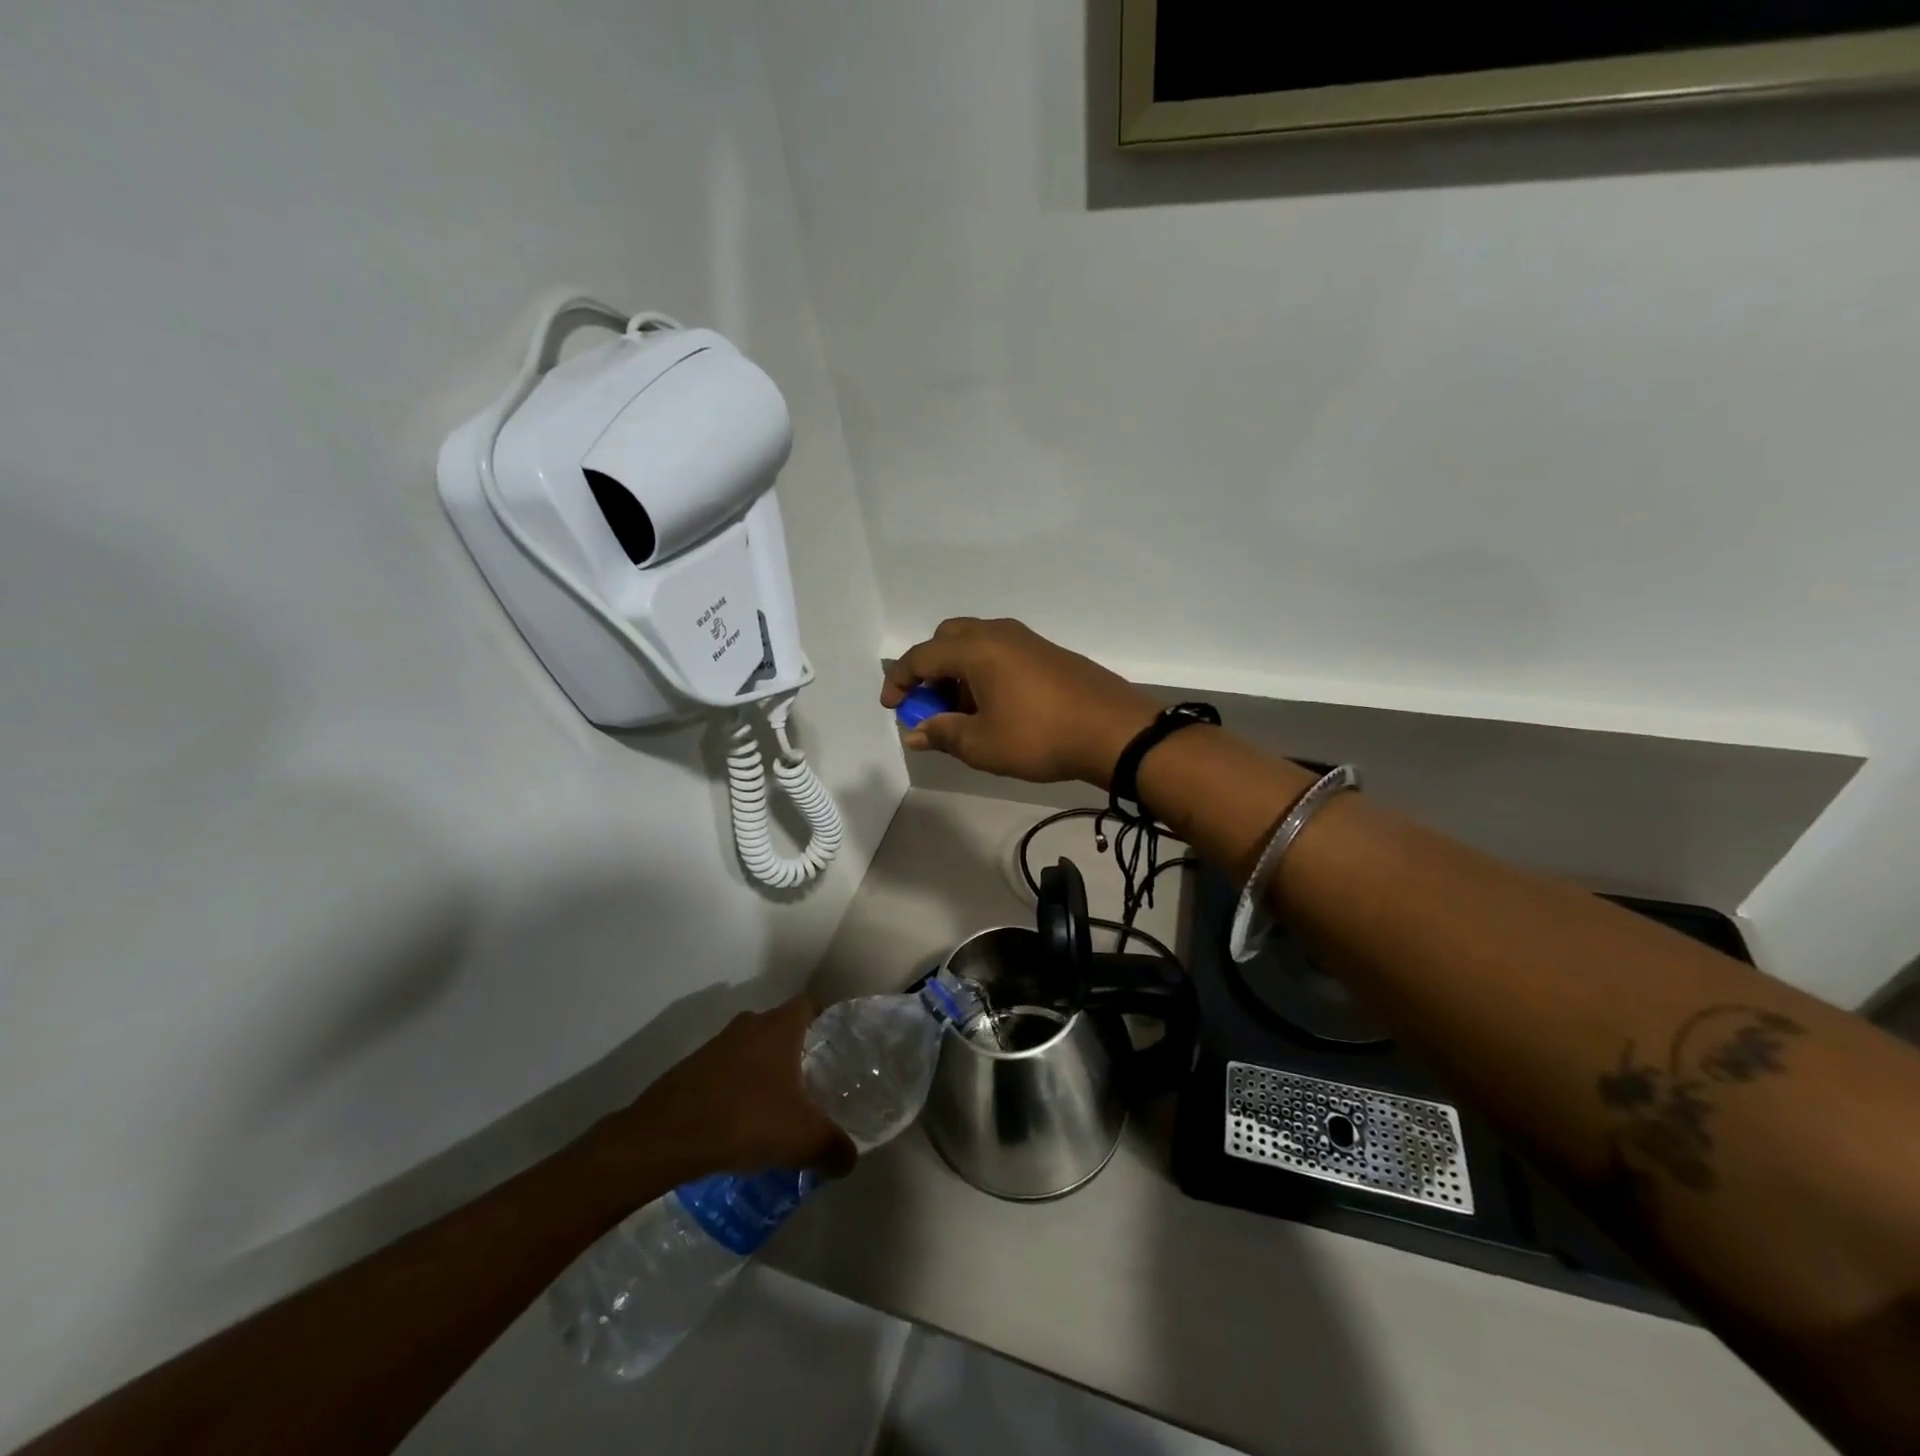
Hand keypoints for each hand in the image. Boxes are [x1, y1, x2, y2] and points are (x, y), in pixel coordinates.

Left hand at [613, 997, 856, 1181]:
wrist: (663, 1138)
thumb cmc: (743, 1120)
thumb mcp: (802, 1139)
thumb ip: (834, 1148)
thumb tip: (849, 1160)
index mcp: (779, 1027)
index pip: (810, 1006)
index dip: (825, 1023)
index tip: (836, 1050)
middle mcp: (749, 1025)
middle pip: (781, 1029)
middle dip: (797, 1053)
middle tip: (813, 1085)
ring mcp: (717, 1045)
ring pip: (752, 1051)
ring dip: (764, 1073)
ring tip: (778, 1110)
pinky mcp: (691, 1069)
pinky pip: (727, 1072)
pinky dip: (737, 1090)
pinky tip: (741, 1125)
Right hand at [880, 618, 1159, 787]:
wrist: (1114, 731)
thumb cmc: (1040, 737)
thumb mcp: (982, 744)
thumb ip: (943, 734)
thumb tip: (916, 732)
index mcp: (976, 649)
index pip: (922, 657)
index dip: (900, 681)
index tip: (892, 708)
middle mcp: (998, 634)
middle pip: (948, 639)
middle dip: (930, 669)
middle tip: (929, 704)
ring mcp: (1027, 640)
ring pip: (977, 644)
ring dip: (959, 672)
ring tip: (963, 713)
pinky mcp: (1048, 653)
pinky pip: (1001, 653)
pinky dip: (984, 672)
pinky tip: (995, 707)